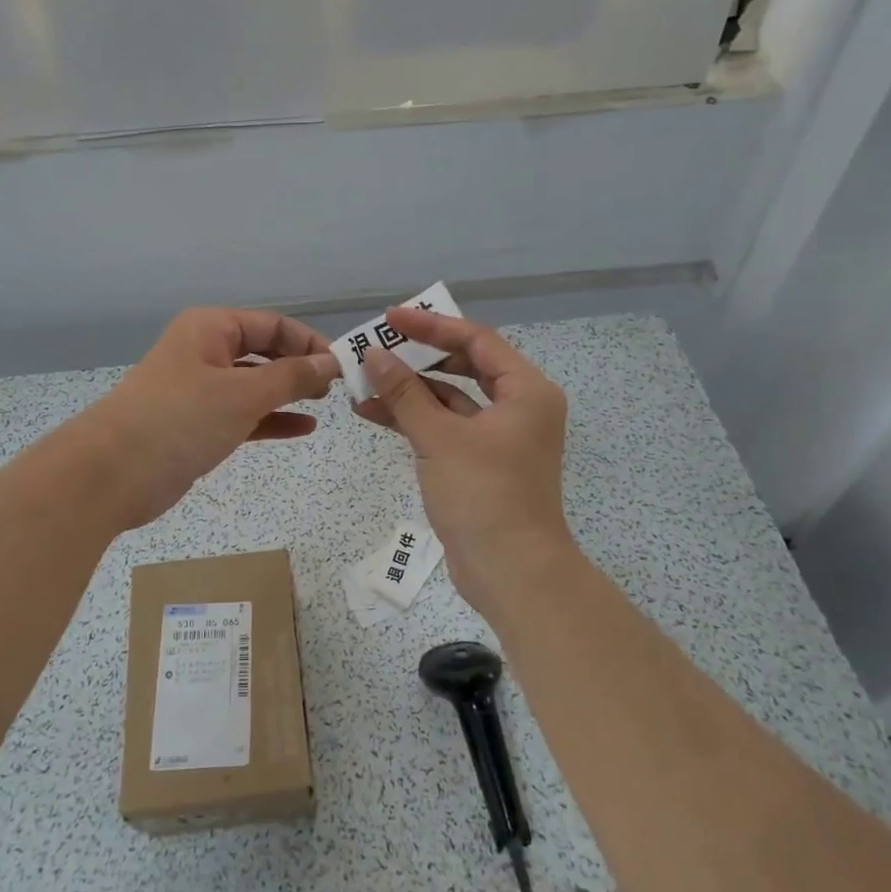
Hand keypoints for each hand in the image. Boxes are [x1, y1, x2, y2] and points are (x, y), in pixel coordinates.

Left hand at [78, 308, 339, 529]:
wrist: (112, 474)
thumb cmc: (180, 419)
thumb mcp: (244, 393)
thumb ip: (292, 377)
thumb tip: (331, 362)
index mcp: (210, 328)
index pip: (272, 325)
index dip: (309, 341)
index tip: (342, 365)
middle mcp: (205, 352)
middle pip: (263, 351)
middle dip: (300, 367)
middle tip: (337, 388)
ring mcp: (200, 391)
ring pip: (254, 385)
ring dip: (288, 393)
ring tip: (325, 404)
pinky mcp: (197, 426)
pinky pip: (244, 415)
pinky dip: (271, 419)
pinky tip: (303, 428)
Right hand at [354, 307, 577, 614]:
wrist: (511, 572)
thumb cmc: (484, 495)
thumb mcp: (440, 438)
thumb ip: (405, 393)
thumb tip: (374, 354)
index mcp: (526, 390)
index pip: (477, 340)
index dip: (432, 326)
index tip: (391, 318)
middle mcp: (518, 407)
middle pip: (465, 366)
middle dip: (418, 357)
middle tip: (378, 346)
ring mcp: (499, 437)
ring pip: (450, 399)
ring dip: (410, 390)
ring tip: (363, 380)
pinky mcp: (480, 463)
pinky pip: (445, 428)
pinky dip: (415, 419)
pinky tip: (373, 412)